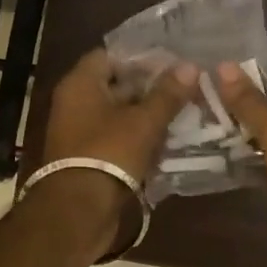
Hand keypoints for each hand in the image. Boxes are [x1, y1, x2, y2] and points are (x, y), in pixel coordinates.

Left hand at [44, 49, 197, 182]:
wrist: (79, 211)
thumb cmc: (108, 153)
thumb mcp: (144, 122)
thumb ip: (167, 94)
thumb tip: (191, 66)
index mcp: (80, 84)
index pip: (110, 55)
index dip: (141, 58)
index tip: (172, 64)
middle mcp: (75, 103)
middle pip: (116, 85)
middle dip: (150, 88)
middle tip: (185, 89)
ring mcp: (80, 132)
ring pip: (119, 114)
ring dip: (147, 115)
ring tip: (184, 113)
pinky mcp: (88, 157)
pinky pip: (117, 138)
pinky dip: (139, 138)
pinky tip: (168, 141)